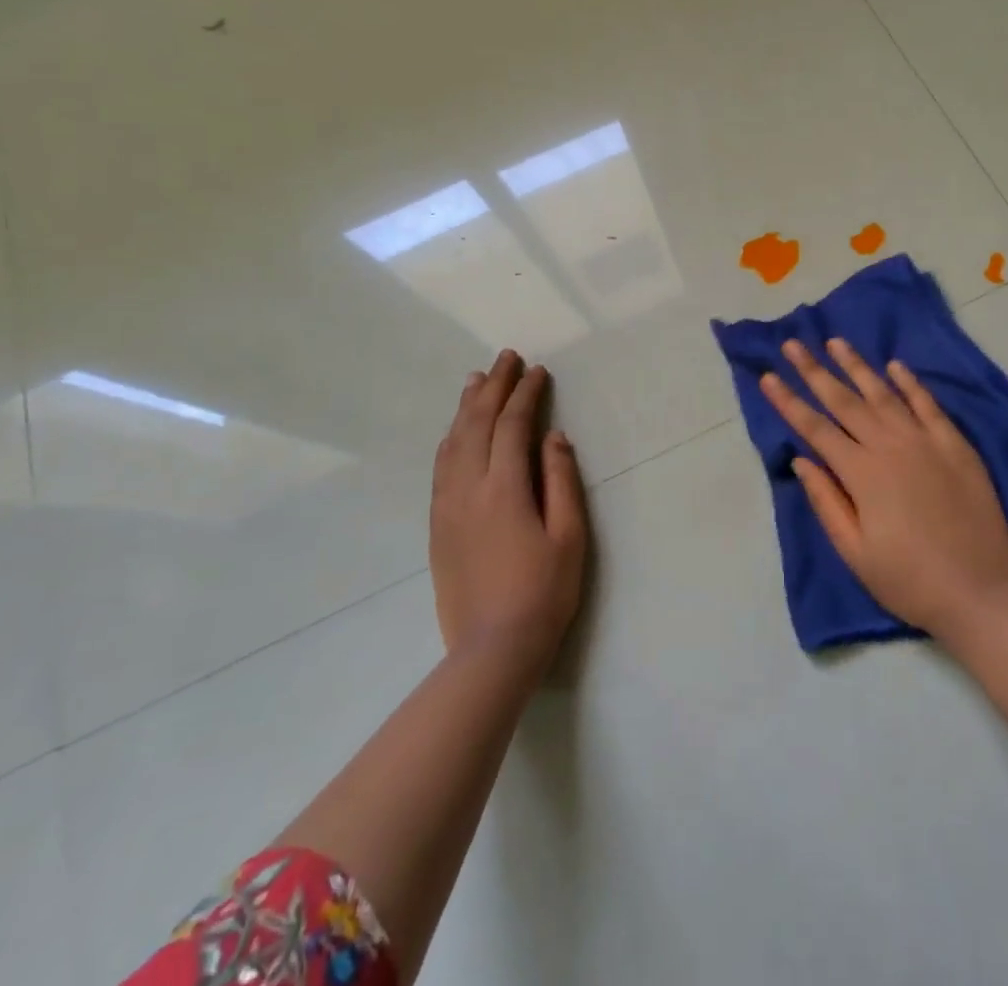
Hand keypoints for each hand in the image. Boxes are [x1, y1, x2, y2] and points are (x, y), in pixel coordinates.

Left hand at [430, 351, 586, 671]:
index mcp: (505, 489)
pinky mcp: (437, 525)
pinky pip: (440, 467)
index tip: (538, 371)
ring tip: (477, 379)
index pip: (513, 426)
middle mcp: (469, 488)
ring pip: (453, 442)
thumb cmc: (544, 592)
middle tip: (507, 358)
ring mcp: (447, 506)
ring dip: (467, 407)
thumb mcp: (570, 536)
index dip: (526, 394)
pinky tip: (455, 430)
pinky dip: (450, 437)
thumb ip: (561, 481)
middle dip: (494, 387)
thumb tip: (554, 437)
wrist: (492, 649)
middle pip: (478, 424)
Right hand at [759, 337, 1007, 641]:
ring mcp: (925, 441)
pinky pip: (928, 405)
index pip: (815, 428)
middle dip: (814, 371)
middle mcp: (889, 446)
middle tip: (793, 344)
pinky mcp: (956, 445)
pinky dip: (911, 383)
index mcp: (861, 473)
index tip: (767, 375)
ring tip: (836, 342)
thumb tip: (801, 460)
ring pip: (884, 393)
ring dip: (857, 366)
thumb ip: (826, 502)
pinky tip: (895, 365)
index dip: (789, 401)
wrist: (980, 591)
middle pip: (844, 401)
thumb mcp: (855, 552)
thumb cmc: (909, 580)